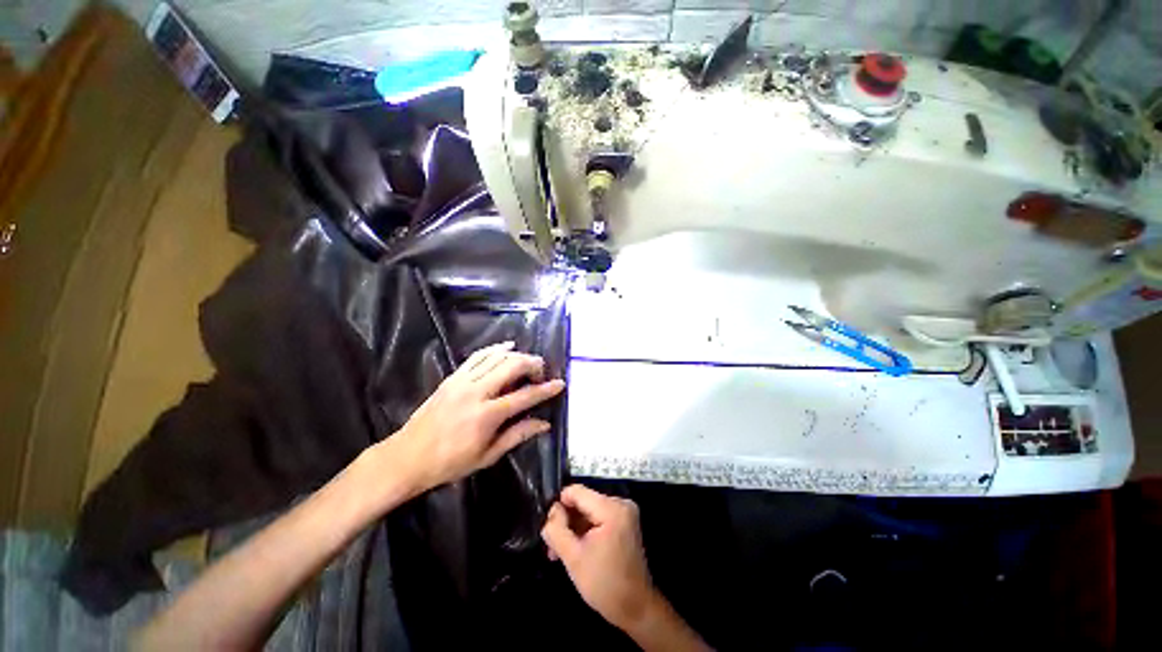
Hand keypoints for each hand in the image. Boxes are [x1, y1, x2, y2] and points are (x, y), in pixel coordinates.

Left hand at [387, 341, 564, 493]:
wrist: (407, 457)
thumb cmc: (450, 462)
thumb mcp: (488, 456)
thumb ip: (518, 435)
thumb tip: (544, 424)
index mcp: (487, 415)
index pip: (525, 396)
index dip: (545, 389)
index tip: (560, 383)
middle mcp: (477, 392)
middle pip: (512, 366)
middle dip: (533, 364)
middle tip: (542, 371)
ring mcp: (463, 381)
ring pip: (497, 357)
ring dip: (517, 355)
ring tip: (528, 361)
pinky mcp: (452, 377)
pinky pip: (478, 356)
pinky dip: (495, 348)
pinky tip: (507, 347)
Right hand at [541, 485, 657, 631]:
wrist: (636, 608)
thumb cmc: (604, 584)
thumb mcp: (573, 557)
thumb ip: (557, 529)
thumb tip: (550, 511)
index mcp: (611, 508)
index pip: (576, 492)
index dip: (558, 506)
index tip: (548, 526)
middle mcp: (620, 503)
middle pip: (583, 501)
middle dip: (566, 521)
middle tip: (552, 546)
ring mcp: (624, 512)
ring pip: (588, 510)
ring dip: (573, 528)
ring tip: (558, 552)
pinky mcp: (624, 522)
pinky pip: (598, 518)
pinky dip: (585, 531)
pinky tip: (574, 548)